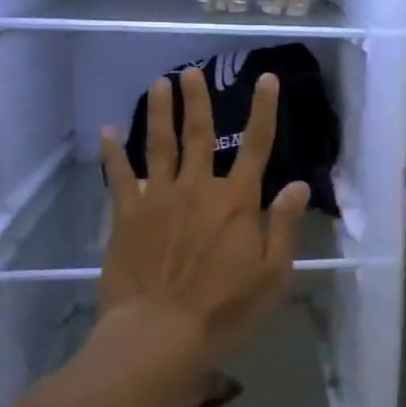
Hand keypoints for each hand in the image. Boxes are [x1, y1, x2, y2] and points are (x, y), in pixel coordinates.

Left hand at [95, 68, 308, 368]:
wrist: (158, 334)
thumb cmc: (224, 309)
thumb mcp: (272, 274)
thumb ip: (284, 225)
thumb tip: (297, 185)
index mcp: (237, 201)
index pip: (257, 145)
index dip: (263, 109)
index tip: (266, 79)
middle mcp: (198, 188)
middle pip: (199, 134)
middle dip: (198, 100)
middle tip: (193, 72)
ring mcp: (159, 198)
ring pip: (160, 145)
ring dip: (160, 112)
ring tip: (159, 84)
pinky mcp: (127, 215)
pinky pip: (119, 177)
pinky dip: (113, 153)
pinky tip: (107, 131)